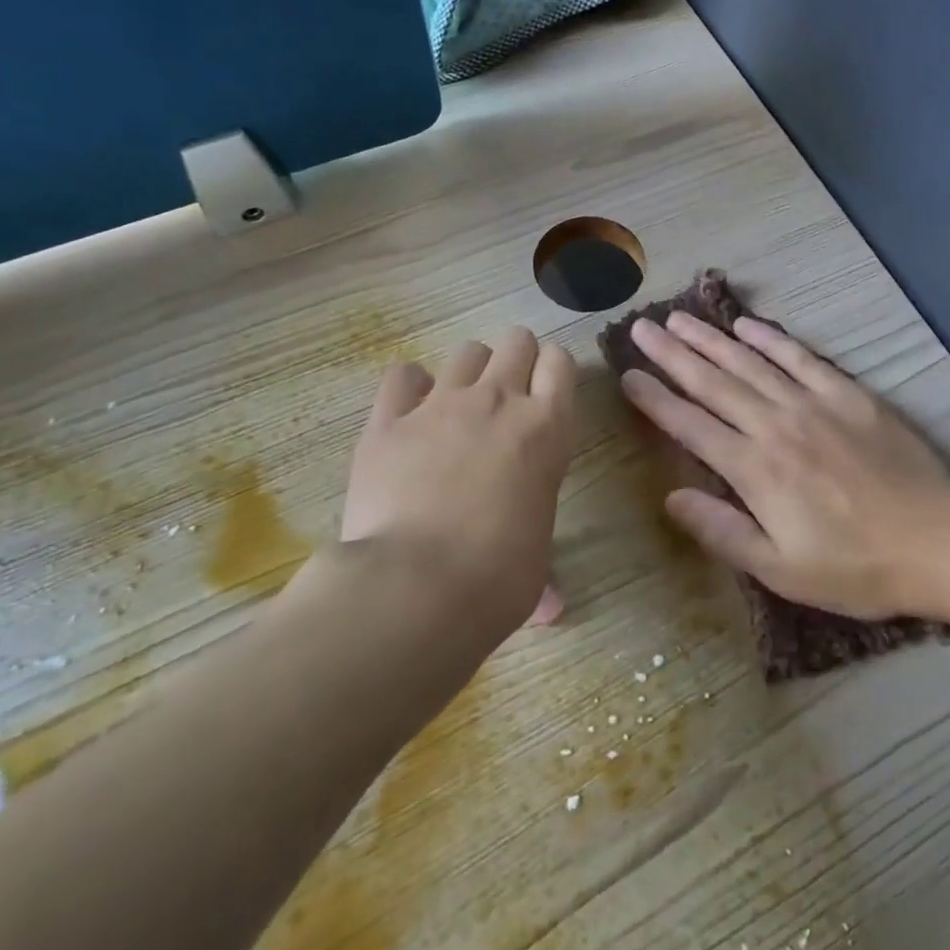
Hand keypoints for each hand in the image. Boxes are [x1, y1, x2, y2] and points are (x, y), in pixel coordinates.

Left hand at [341, 327, 575, 636]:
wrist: (416, 586)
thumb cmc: (498, 578)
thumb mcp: (536, 561)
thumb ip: (539, 563)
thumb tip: (551, 608)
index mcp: (546, 428)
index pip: (561, 362)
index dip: (554, 371)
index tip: (547, 394)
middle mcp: (498, 401)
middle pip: (517, 340)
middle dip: (516, 360)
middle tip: (506, 400)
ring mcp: (441, 404)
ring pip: (466, 351)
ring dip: (470, 372)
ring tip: (459, 408)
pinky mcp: (389, 419)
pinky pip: (402, 376)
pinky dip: (410, 389)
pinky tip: (409, 415)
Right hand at [619, 312, 949, 619]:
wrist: (939, 541)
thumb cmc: (857, 567)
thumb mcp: (782, 569)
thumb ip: (723, 531)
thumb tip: (671, 497)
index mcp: (755, 470)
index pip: (691, 425)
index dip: (655, 400)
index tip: (628, 376)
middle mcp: (775, 426)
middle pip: (712, 383)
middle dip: (672, 355)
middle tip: (641, 328)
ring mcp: (812, 404)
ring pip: (749, 364)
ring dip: (710, 340)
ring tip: (679, 319)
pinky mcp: (847, 394)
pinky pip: (800, 358)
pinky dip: (770, 339)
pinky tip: (746, 325)